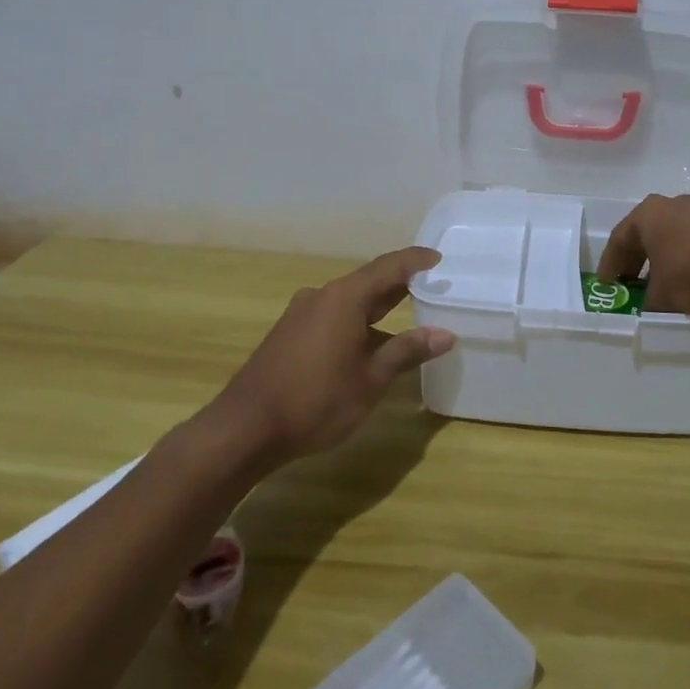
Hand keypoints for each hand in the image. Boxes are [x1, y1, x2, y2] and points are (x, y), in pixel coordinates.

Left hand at [217, 247, 451, 461]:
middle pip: (368, 281)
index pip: (389, 267)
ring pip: (349, 301)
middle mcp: (322, 295)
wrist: (244, 429)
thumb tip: (445, 334)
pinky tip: (366, 346)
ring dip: (377, 308)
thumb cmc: (315, 401)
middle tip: (431, 288)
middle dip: (400, 285)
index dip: (416, 261)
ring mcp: (301, 314)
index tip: (439, 259)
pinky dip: (356, 322)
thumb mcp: (370, 380)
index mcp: (344, 297)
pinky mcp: (289, 333)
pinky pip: (332, 316)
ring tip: (405, 322)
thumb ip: (407, 352)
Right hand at [596, 194, 689, 315]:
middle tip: (628, 286)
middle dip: (635, 262)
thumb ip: (647, 304)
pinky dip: (682, 258)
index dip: (610, 266)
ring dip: (660, 260)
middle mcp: (668, 205)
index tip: (606, 286)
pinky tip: (687, 279)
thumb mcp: (663, 297)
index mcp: (646, 215)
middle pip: (643, 236)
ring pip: (668, 237)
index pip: (618, 241)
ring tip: (658, 286)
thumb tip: (645, 311)